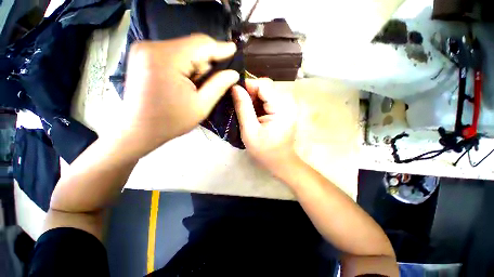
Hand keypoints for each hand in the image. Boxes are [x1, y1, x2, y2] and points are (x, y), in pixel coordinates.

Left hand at [116, 34, 239, 158]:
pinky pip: (172, 53)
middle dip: (206, 62)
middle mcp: (151, 47)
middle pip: (191, 46)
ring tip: (195, 85)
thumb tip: (233, 73)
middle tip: (212, 81)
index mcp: (166, 59)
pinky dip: (184, 65)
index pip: (201, 44)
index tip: (234, 49)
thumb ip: (219, 86)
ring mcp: (144, 49)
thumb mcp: (201, 106)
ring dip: (195, 65)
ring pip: (183, 49)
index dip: (220, 48)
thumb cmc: (171, 121)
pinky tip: (185, 80)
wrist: (138, 130)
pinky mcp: (142, 55)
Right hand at [232, 78, 298, 174]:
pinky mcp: (285, 109)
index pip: (263, 85)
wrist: (281, 161)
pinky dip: (259, 103)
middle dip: (250, 93)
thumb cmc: (265, 151)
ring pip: (266, 92)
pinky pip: (269, 99)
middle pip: (266, 87)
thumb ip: (243, 108)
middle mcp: (288, 101)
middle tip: (239, 105)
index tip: (234, 94)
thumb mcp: (250, 131)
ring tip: (246, 111)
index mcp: (282, 107)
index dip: (247, 86)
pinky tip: (254, 113)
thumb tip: (235, 87)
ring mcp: (288, 105)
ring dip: (254, 98)